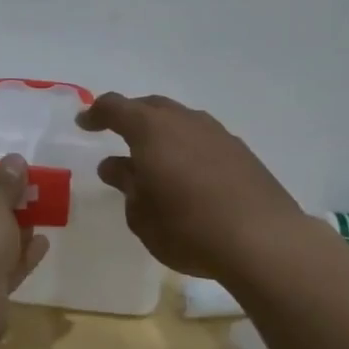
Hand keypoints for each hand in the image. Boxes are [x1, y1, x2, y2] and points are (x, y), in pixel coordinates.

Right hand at [77, 93, 305, 280]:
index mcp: (151, 129)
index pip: (115, 107)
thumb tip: (115, 165)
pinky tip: (188, 173)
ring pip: (180, 120)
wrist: (264, 241)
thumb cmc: (188, 228)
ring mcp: (217, 133)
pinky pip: (203, 138)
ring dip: (162, 132)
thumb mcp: (142, 215)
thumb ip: (126, 185)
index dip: (96, 113)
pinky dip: (187, 146)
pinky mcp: (241, 152)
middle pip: (151, 106)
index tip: (84, 124)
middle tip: (117, 134)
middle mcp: (184, 121)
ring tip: (153, 156)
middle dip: (130, 116)